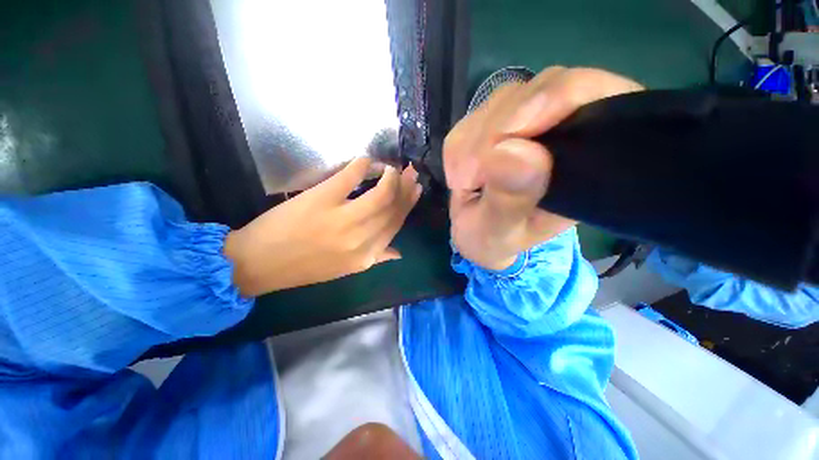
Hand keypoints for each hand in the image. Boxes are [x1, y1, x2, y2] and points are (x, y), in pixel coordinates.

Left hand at [224, 158, 421, 296]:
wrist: (260, 263)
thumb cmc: (304, 267)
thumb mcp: (345, 269)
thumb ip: (375, 259)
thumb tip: (398, 252)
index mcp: (365, 256)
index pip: (395, 225)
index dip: (408, 205)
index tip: (415, 190)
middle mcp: (359, 239)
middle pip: (391, 208)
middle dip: (405, 188)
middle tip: (411, 173)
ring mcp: (341, 218)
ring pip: (379, 195)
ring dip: (391, 178)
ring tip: (394, 167)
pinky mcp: (320, 199)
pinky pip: (348, 178)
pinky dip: (361, 166)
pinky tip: (367, 160)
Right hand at [445, 67, 642, 269]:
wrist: (477, 234)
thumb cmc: (493, 239)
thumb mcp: (498, 232)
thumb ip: (508, 199)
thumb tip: (511, 150)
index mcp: (585, 160)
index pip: (592, 97)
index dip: (552, 100)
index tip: (505, 137)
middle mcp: (565, 131)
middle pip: (540, 90)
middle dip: (493, 133)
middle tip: (470, 178)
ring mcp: (530, 121)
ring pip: (503, 100)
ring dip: (472, 143)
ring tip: (465, 182)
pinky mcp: (497, 123)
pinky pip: (474, 117)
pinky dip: (459, 146)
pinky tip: (461, 173)